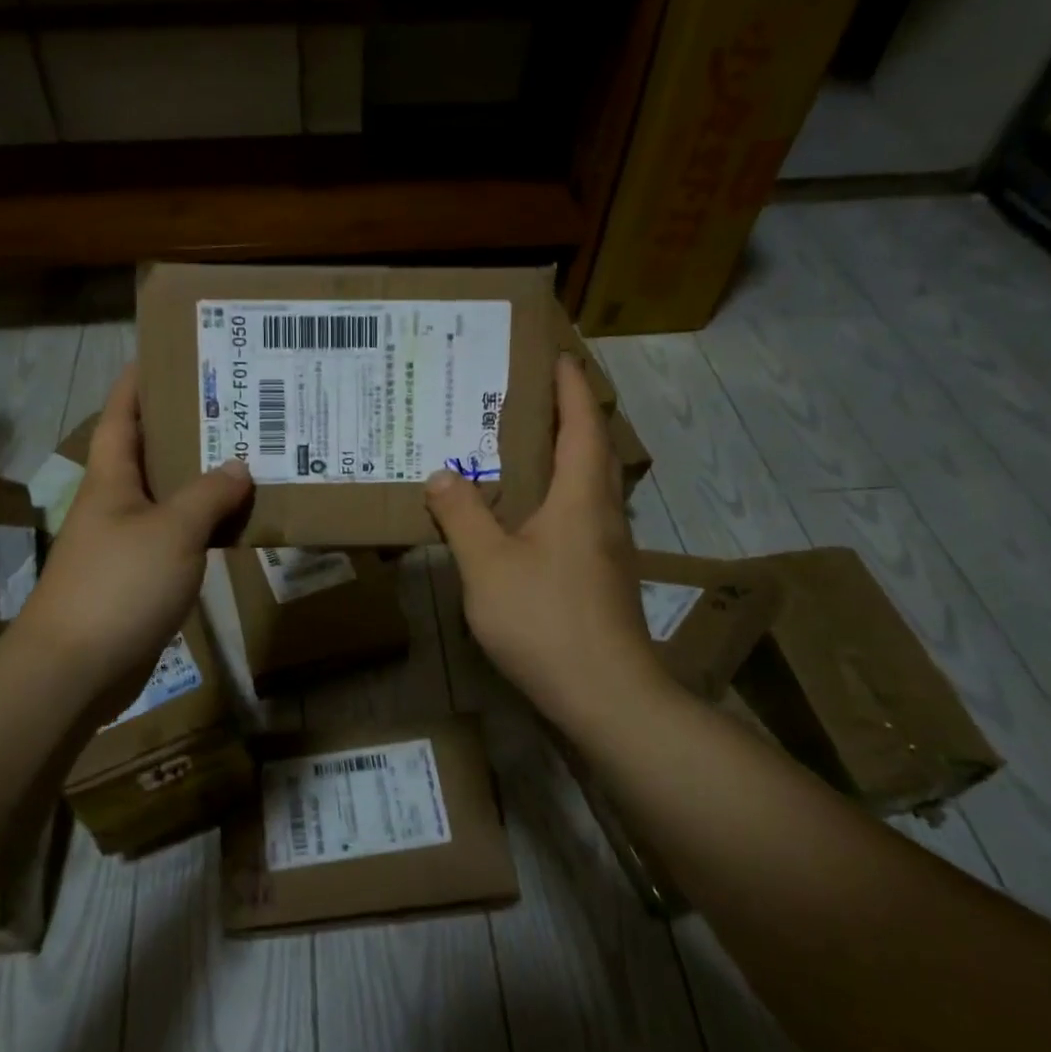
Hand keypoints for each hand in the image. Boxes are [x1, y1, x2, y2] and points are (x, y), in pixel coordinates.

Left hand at [10, 364, 251, 715]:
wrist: (75, 669)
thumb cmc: (118, 585)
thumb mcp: (172, 531)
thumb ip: (207, 495)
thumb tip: (238, 465)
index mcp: (112, 479)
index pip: (121, 415)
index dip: (138, 382)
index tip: (167, 354)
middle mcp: (115, 504)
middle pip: (149, 453)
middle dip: (185, 427)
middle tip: (233, 406)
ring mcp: (125, 543)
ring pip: (168, 499)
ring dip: (200, 481)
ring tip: (246, 457)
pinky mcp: (138, 579)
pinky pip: (177, 539)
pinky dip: (203, 527)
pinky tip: (234, 524)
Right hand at [425, 356, 661, 728]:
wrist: (606, 695)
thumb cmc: (546, 619)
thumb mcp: (488, 565)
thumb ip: (463, 515)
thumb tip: (442, 473)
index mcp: (581, 496)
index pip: (582, 422)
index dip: (570, 386)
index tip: (556, 356)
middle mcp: (603, 513)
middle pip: (594, 449)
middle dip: (569, 415)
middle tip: (529, 398)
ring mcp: (608, 548)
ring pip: (590, 485)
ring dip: (566, 457)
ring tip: (523, 449)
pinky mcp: (603, 578)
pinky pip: (582, 517)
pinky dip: (560, 497)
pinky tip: (529, 517)